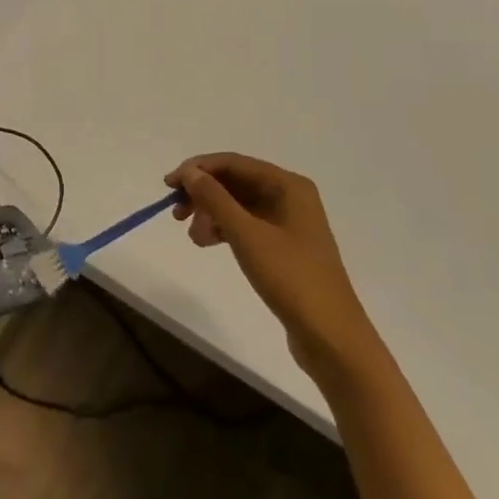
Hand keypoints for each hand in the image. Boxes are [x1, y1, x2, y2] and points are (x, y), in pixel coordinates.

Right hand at [167, 153, 382, 383]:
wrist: (330, 335)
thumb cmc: (290, 277)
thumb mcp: (247, 235)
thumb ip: (215, 199)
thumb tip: (189, 173)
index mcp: (288, 185)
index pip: (234, 163)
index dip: (198, 169)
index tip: (168, 185)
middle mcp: (290, 196)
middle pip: (235, 182)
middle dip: (203, 194)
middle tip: (176, 213)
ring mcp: (288, 222)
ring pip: (238, 205)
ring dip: (211, 214)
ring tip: (194, 237)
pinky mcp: (283, 246)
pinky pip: (246, 225)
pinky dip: (224, 230)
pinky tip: (208, 243)